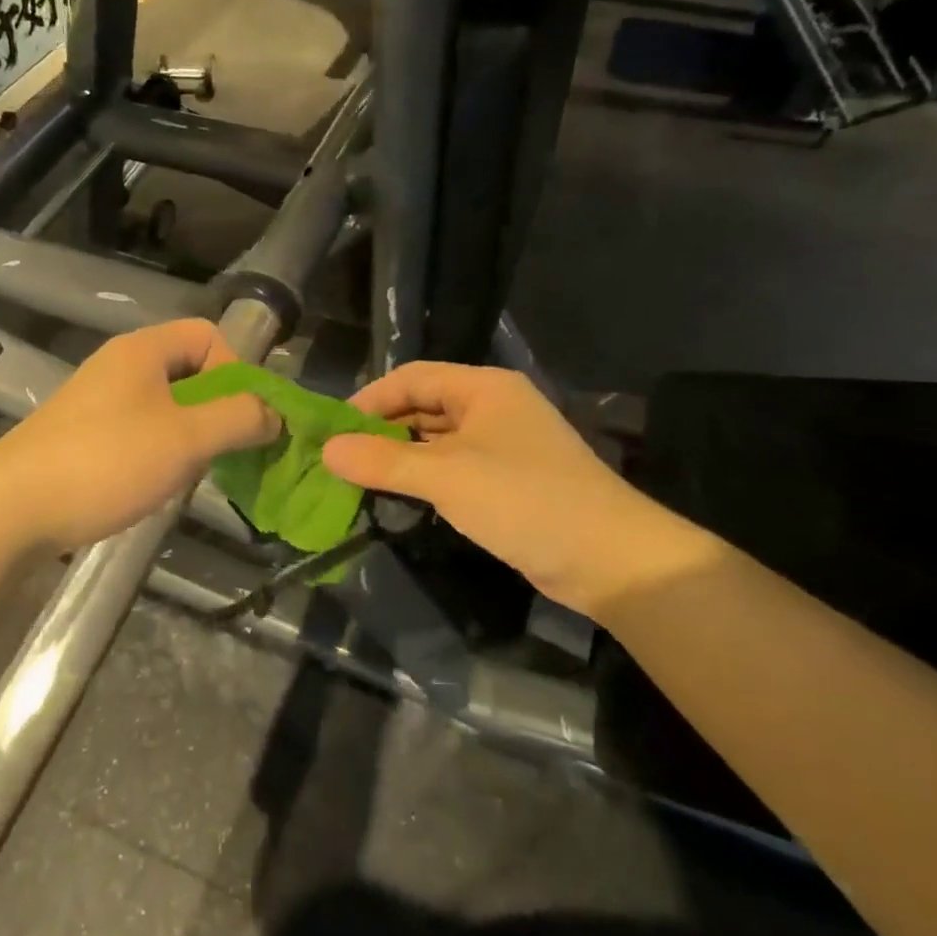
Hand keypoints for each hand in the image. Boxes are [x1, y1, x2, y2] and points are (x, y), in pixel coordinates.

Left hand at [0, 319, 277, 553]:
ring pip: (167, 405)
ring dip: (192, 434)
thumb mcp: (186, 438)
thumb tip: (274, 414)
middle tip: (225, 450)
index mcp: (143, 350)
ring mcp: (99, 402)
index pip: (208, 335)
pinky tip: (158, 484)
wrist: (10, 509)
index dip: (237, 369)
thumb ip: (239, 419)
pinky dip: (162, 450)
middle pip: (189, 369)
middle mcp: (120, 366)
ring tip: (194, 472)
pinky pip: (141, 430)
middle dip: (218, 407)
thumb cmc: (106, 461)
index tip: (241, 416)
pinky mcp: (84, 436)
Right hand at [321, 362, 716, 615]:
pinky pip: (454, 468)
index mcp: (483, 388)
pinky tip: (399, 496)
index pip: (412, 377)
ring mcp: (504, 445)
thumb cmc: (523, 499)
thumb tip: (327, 450)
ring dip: (401, 456)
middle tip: (340, 458)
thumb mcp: (446, 476)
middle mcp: (494, 407)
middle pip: (424, 406)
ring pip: (438, 440)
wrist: (609, 558)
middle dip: (382, 429)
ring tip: (359, 478)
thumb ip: (383, 462)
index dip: (370, 399)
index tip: (333, 430)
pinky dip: (425, 477)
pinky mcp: (509, 481)